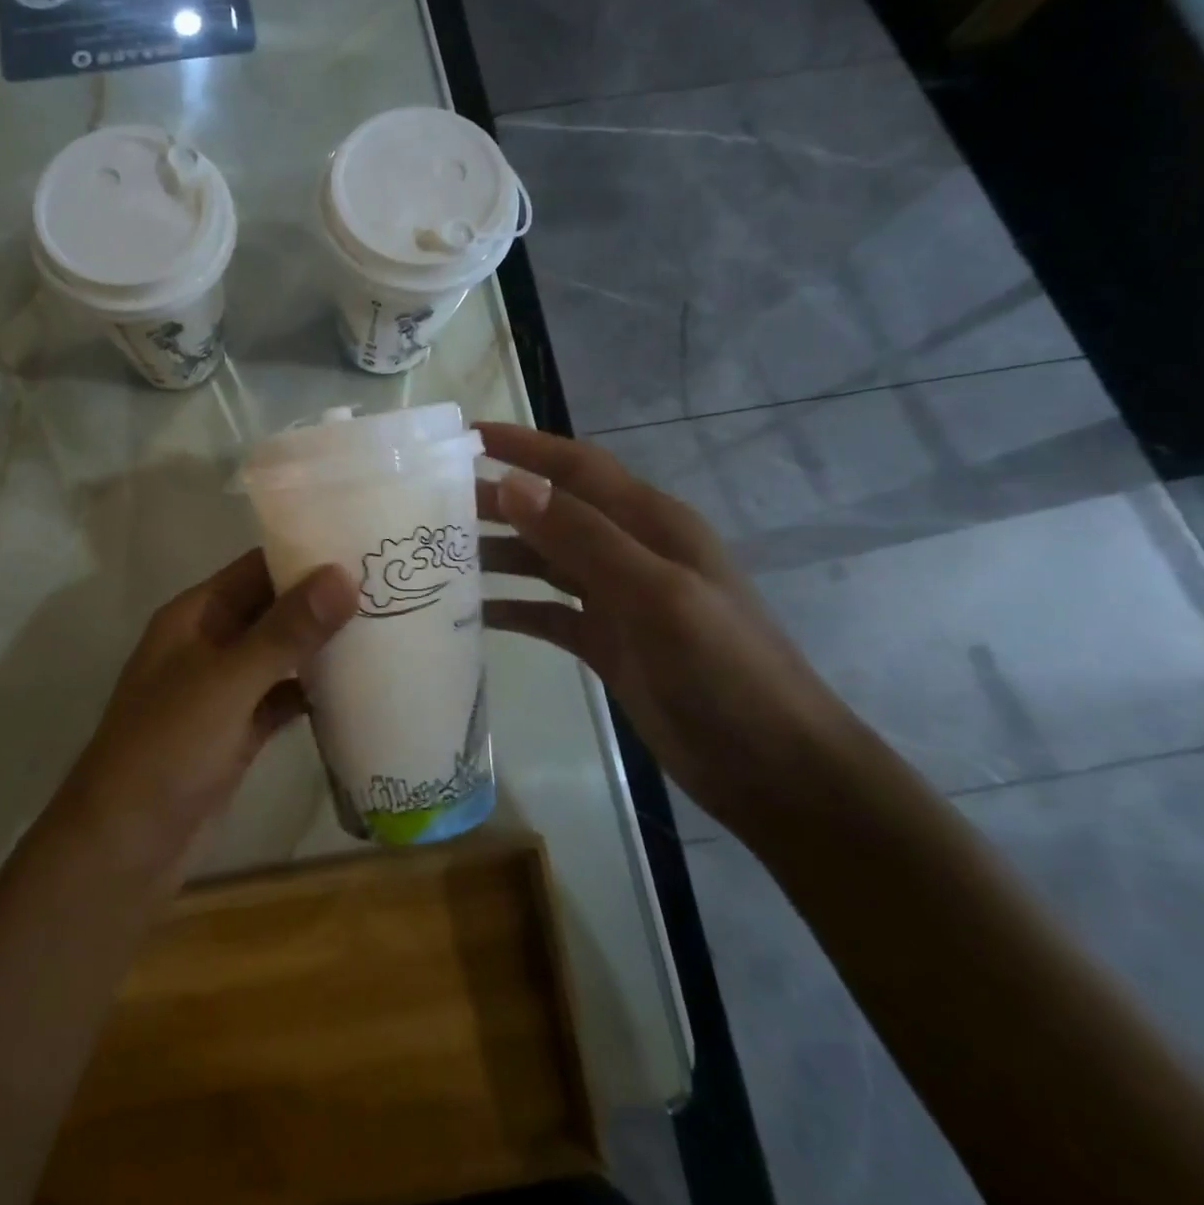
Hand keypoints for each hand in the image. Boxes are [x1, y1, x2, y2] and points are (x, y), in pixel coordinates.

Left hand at [53, 550, 358, 875]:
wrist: (125, 848)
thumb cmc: (168, 747)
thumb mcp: (228, 682)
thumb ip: (287, 630)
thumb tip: (343, 574)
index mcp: (196, 616)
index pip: (256, 567)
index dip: (305, 554)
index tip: (363, 548)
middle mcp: (209, 644)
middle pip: (273, 609)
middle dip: (322, 602)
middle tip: (390, 589)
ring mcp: (224, 690)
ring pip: (280, 656)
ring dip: (321, 648)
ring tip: (386, 630)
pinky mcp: (238, 732)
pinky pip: (281, 699)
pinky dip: (312, 694)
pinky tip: (358, 690)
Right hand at [476, 423, 861, 836]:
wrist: (772, 768)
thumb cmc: (725, 671)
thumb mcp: (657, 596)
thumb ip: (585, 538)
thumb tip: (514, 483)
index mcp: (651, 524)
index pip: (577, 467)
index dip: (525, 446)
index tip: (466, 436)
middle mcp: (630, 551)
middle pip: (552, 512)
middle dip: (497, 502)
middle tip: (430, 504)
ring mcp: (616, 599)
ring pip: (543, 562)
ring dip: (496, 555)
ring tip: (439, 556)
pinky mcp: (605, 642)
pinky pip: (546, 612)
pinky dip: (510, 608)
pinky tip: (469, 614)